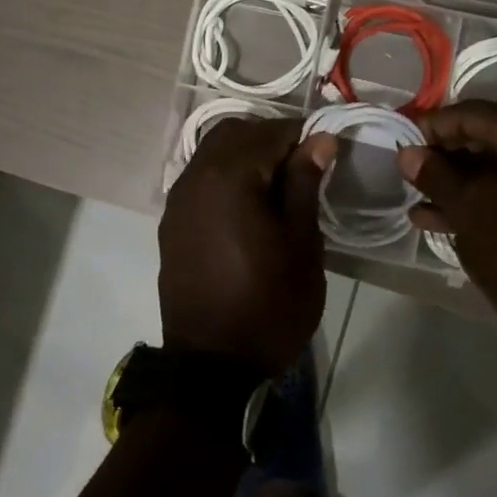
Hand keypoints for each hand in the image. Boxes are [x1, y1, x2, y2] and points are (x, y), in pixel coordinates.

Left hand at [159, 116, 337, 374]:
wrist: (212, 365)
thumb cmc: (269, 303)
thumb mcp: (301, 244)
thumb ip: (305, 183)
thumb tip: (319, 139)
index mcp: (230, 176)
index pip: (271, 131)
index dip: (302, 137)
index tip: (325, 155)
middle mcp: (196, 176)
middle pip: (235, 133)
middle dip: (270, 139)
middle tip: (302, 169)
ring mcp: (178, 200)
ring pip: (213, 152)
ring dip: (246, 156)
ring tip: (276, 188)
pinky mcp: (171, 222)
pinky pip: (200, 179)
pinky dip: (225, 176)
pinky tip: (247, 207)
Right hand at [396, 100, 496, 372]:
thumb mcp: (467, 209)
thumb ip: (435, 174)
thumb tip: (408, 153)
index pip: (476, 113)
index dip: (435, 125)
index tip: (405, 140)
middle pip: (492, 138)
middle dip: (449, 154)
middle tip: (415, 169)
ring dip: (463, 182)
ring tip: (421, 201)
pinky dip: (487, 201)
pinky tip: (445, 222)